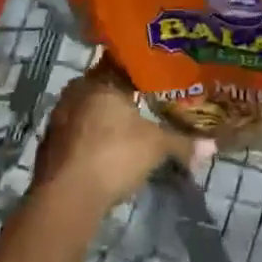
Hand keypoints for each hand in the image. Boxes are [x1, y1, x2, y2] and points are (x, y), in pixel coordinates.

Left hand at [32, 61, 209, 216]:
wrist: (66, 197)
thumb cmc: (113, 155)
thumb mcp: (155, 147)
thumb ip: (182, 143)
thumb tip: (212, 146)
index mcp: (98, 81)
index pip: (120, 64)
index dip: (139, 69)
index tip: (156, 75)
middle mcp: (74, 92)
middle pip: (103, 87)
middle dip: (122, 95)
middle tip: (146, 103)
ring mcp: (58, 119)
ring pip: (88, 111)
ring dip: (104, 119)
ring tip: (129, 129)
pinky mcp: (50, 146)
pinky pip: (77, 134)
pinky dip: (91, 139)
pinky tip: (106, 152)